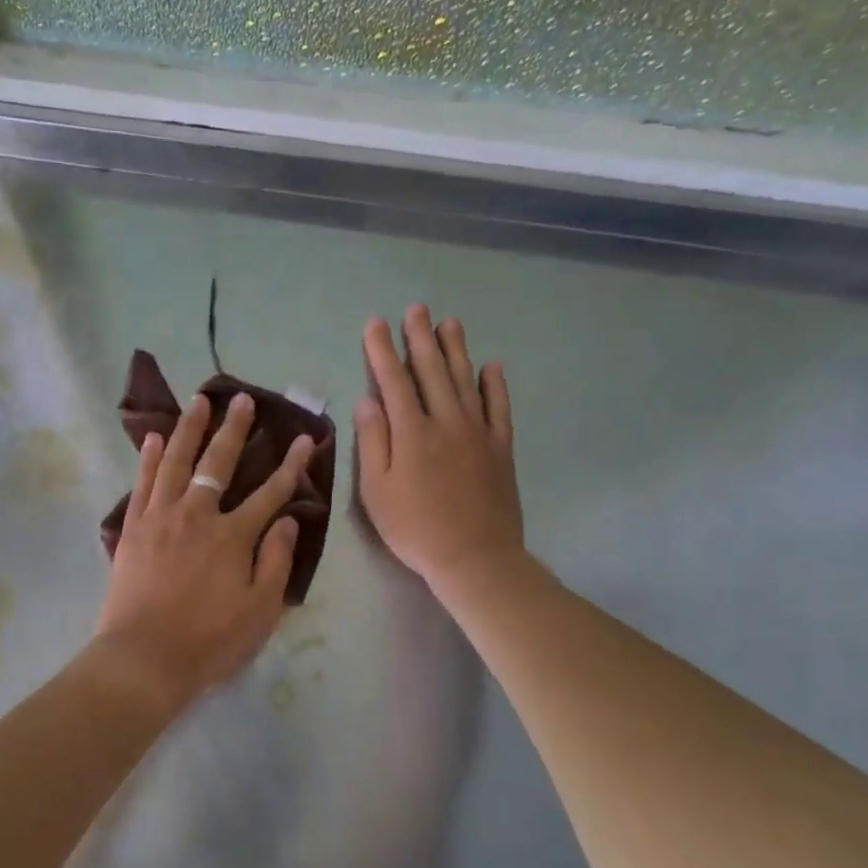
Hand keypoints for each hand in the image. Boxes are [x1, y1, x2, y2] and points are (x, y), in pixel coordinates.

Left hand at [96, 391, 313, 711]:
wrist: (143, 658)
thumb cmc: (209, 640)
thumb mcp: (260, 610)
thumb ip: (276, 561)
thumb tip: (288, 521)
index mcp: (233, 536)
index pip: (270, 492)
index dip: (291, 465)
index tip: (304, 438)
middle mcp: (197, 515)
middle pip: (219, 463)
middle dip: (235, 429)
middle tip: (242, 399)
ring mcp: (161, 517)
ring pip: (177, 461)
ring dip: (190, 428)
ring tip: (199, 401)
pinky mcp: (133, 527)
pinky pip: (143, 483)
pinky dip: (150, 457)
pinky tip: (155, 438)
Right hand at [355, 306, 522, 593]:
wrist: (475, 558)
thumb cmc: (415, 528)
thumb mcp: (377, 491)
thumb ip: (372, 442)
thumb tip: (367, 400)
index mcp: (412, 432)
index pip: (393, 380)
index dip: (382, 350)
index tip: (375, 324)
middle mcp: (446, 422)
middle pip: (432, 371)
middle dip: (420, 338)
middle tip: (416, 309)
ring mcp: (478, 433)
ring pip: (466, 380)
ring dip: (456, 350)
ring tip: (449, 323)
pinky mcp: (500, 448)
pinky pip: (499, 408)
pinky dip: (495, 385)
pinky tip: (492, 366)